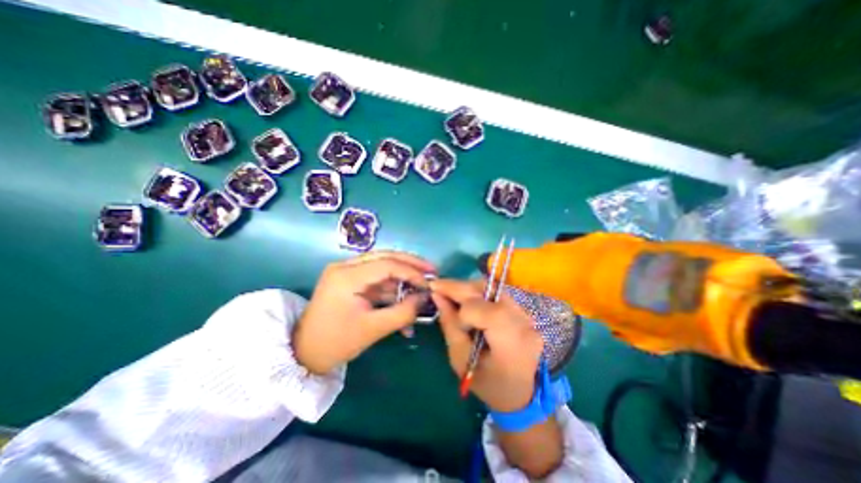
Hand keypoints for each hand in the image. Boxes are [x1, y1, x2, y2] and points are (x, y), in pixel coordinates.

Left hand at [295, 250, 434, 375]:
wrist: (304, 353)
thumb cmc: (336, 343)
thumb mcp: (373, 329)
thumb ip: (403, 312)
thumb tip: (424, 298)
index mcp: (347, 276)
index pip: (387, 264)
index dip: (411, 272)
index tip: (429, 283)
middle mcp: (346, 266)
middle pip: (385, 257)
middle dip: (410, 264)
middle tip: (431, 270)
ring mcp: (347, 272)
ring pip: (383, 265)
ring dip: (403, 276)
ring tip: (422, 283)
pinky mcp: (350, 280)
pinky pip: (377, 278)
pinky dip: (392, 287)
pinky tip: (405, 297)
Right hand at [431, 279, 543, 409]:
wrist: (521, 394)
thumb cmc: (487, 384)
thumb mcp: (461, 361)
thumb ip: (449, 325)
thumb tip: (437, 296)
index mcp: (511, 342)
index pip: (482, 310)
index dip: (462, 311)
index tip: (449, 316)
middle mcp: (523, 322)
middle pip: (487, 291)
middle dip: (458, 287)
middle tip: (437, 287)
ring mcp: (526, 314)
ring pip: (491, 287)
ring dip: (467, 288)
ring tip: (451, 294)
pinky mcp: (523, 310)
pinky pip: (496, 292)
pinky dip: (477, 293)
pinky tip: (465, 299)